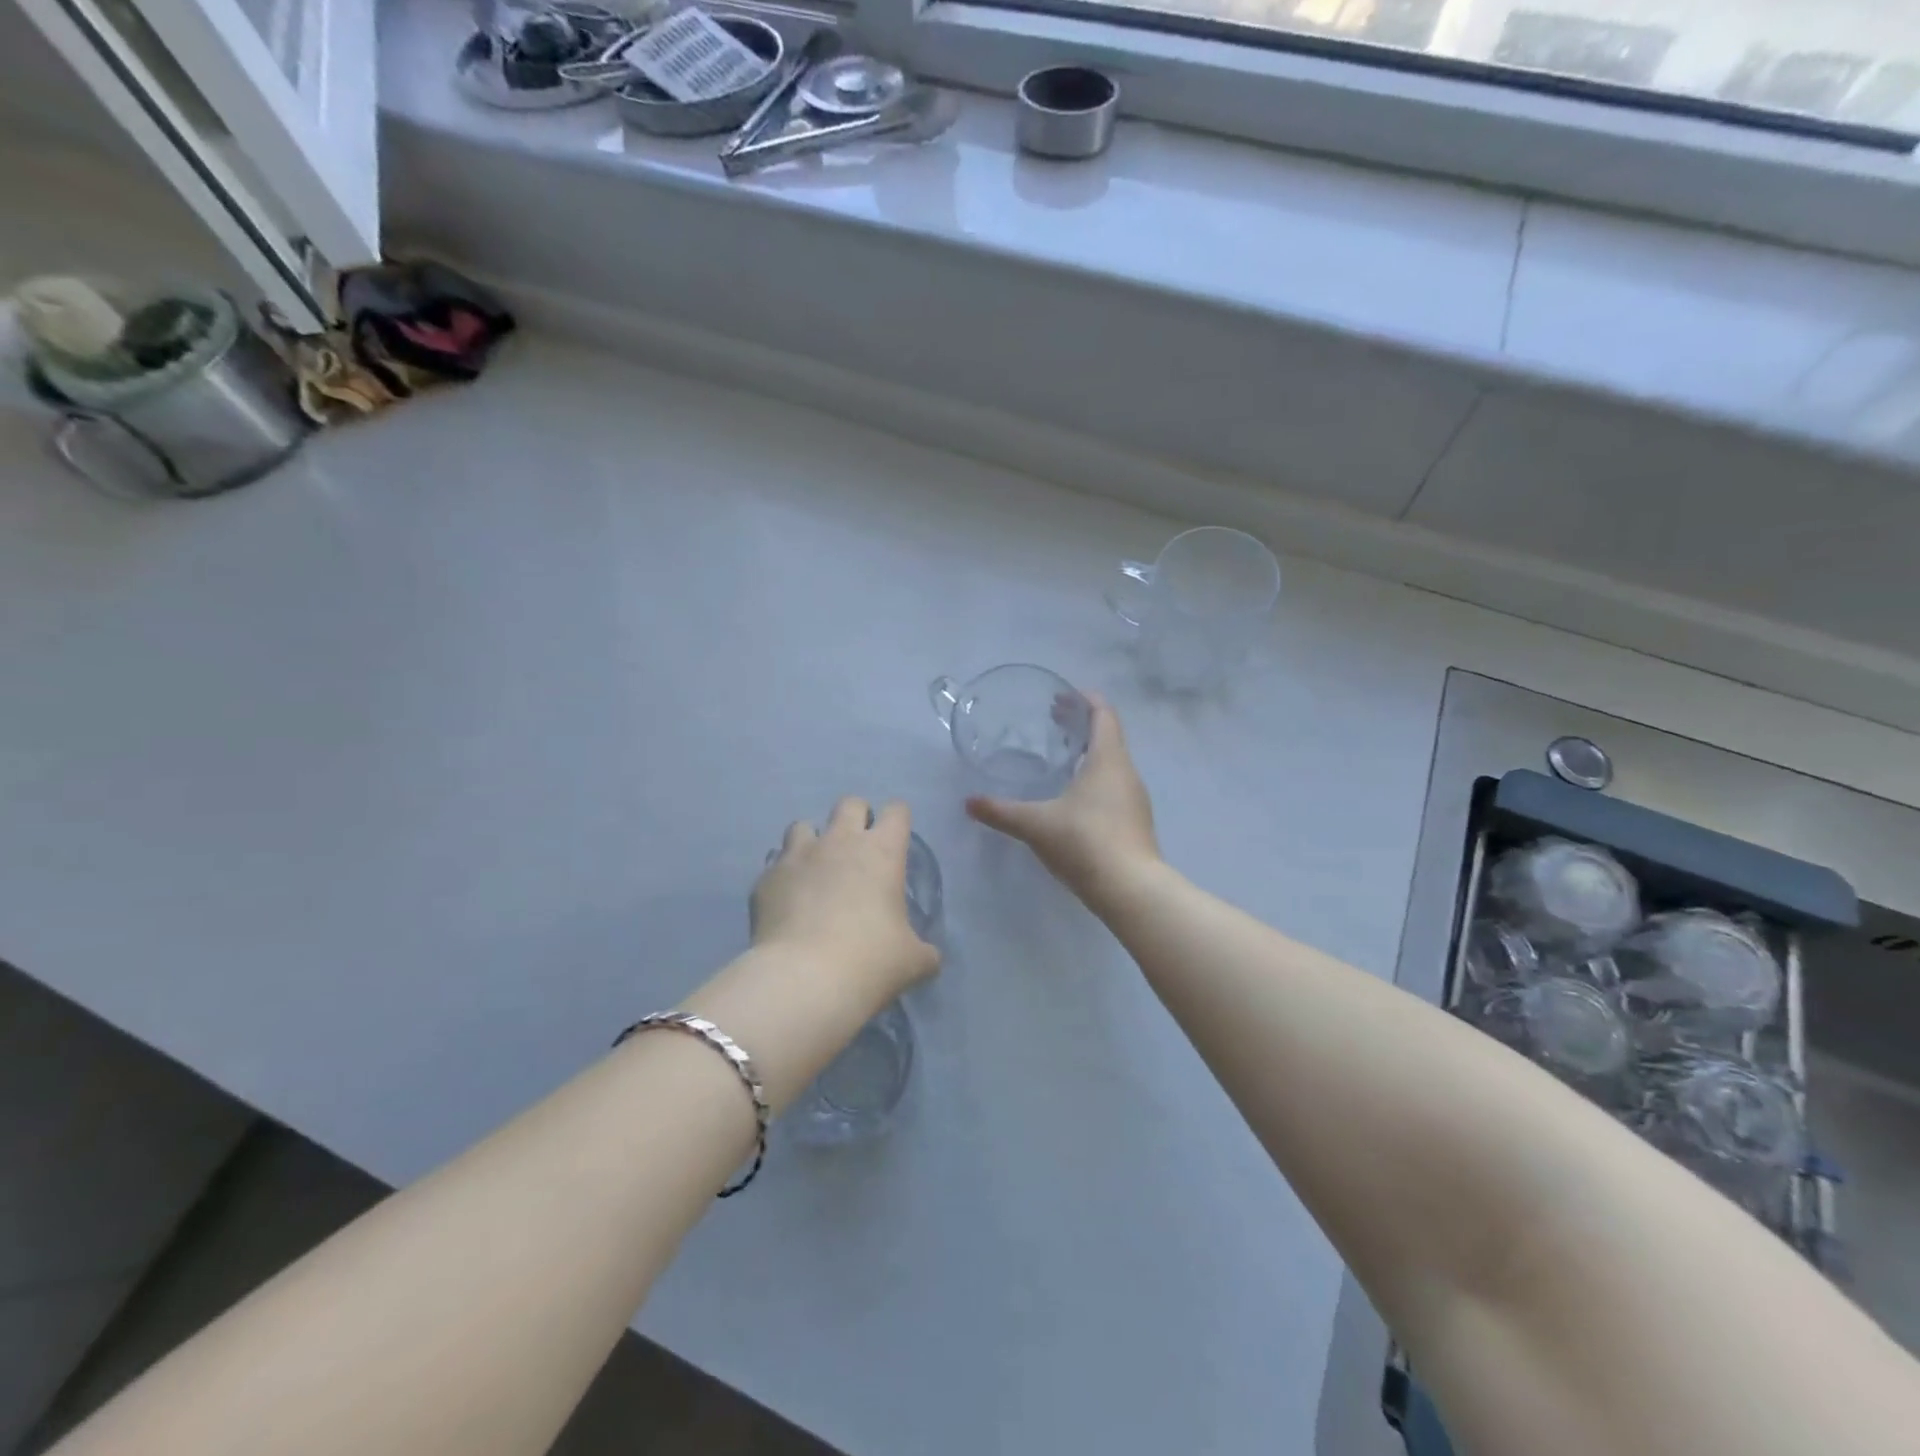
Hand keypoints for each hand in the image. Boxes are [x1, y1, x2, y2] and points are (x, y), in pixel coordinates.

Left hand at [751, 797, 939, 999]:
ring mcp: (798, 856)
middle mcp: (840, 841)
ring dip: (812, 841)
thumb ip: (923, 951)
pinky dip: (784, 876)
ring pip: (803, 825)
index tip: (896, 839)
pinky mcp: (766, 878)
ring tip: (816, 870)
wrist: (804, 979)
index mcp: (882, 851)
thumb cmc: (870, 961)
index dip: (898, 820)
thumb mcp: (913, 961)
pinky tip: (787, 902)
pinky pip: (775, 864)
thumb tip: (929, 957)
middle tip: (858, 851)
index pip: (896, 811)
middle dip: (856, 818)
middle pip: (849, 804)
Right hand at [966, 694, 1159, 907]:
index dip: (1085, 700)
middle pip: (1108, 735)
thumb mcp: (1036, 825)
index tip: (1063, 696)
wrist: (1130, 889)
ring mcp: (1135, 798)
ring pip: (1113, 762)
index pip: (1103, 714)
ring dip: (1090, 752)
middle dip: (1082, 725)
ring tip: (1063, 757)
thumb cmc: (1084, 842)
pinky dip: (1096, 777)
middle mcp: (1126, 772)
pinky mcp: (1135, 821)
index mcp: (1107, 759)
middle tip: (1054, 721)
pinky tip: (1075, 796)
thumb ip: (1001, 811)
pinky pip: (1115, 786)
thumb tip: (969, 803)